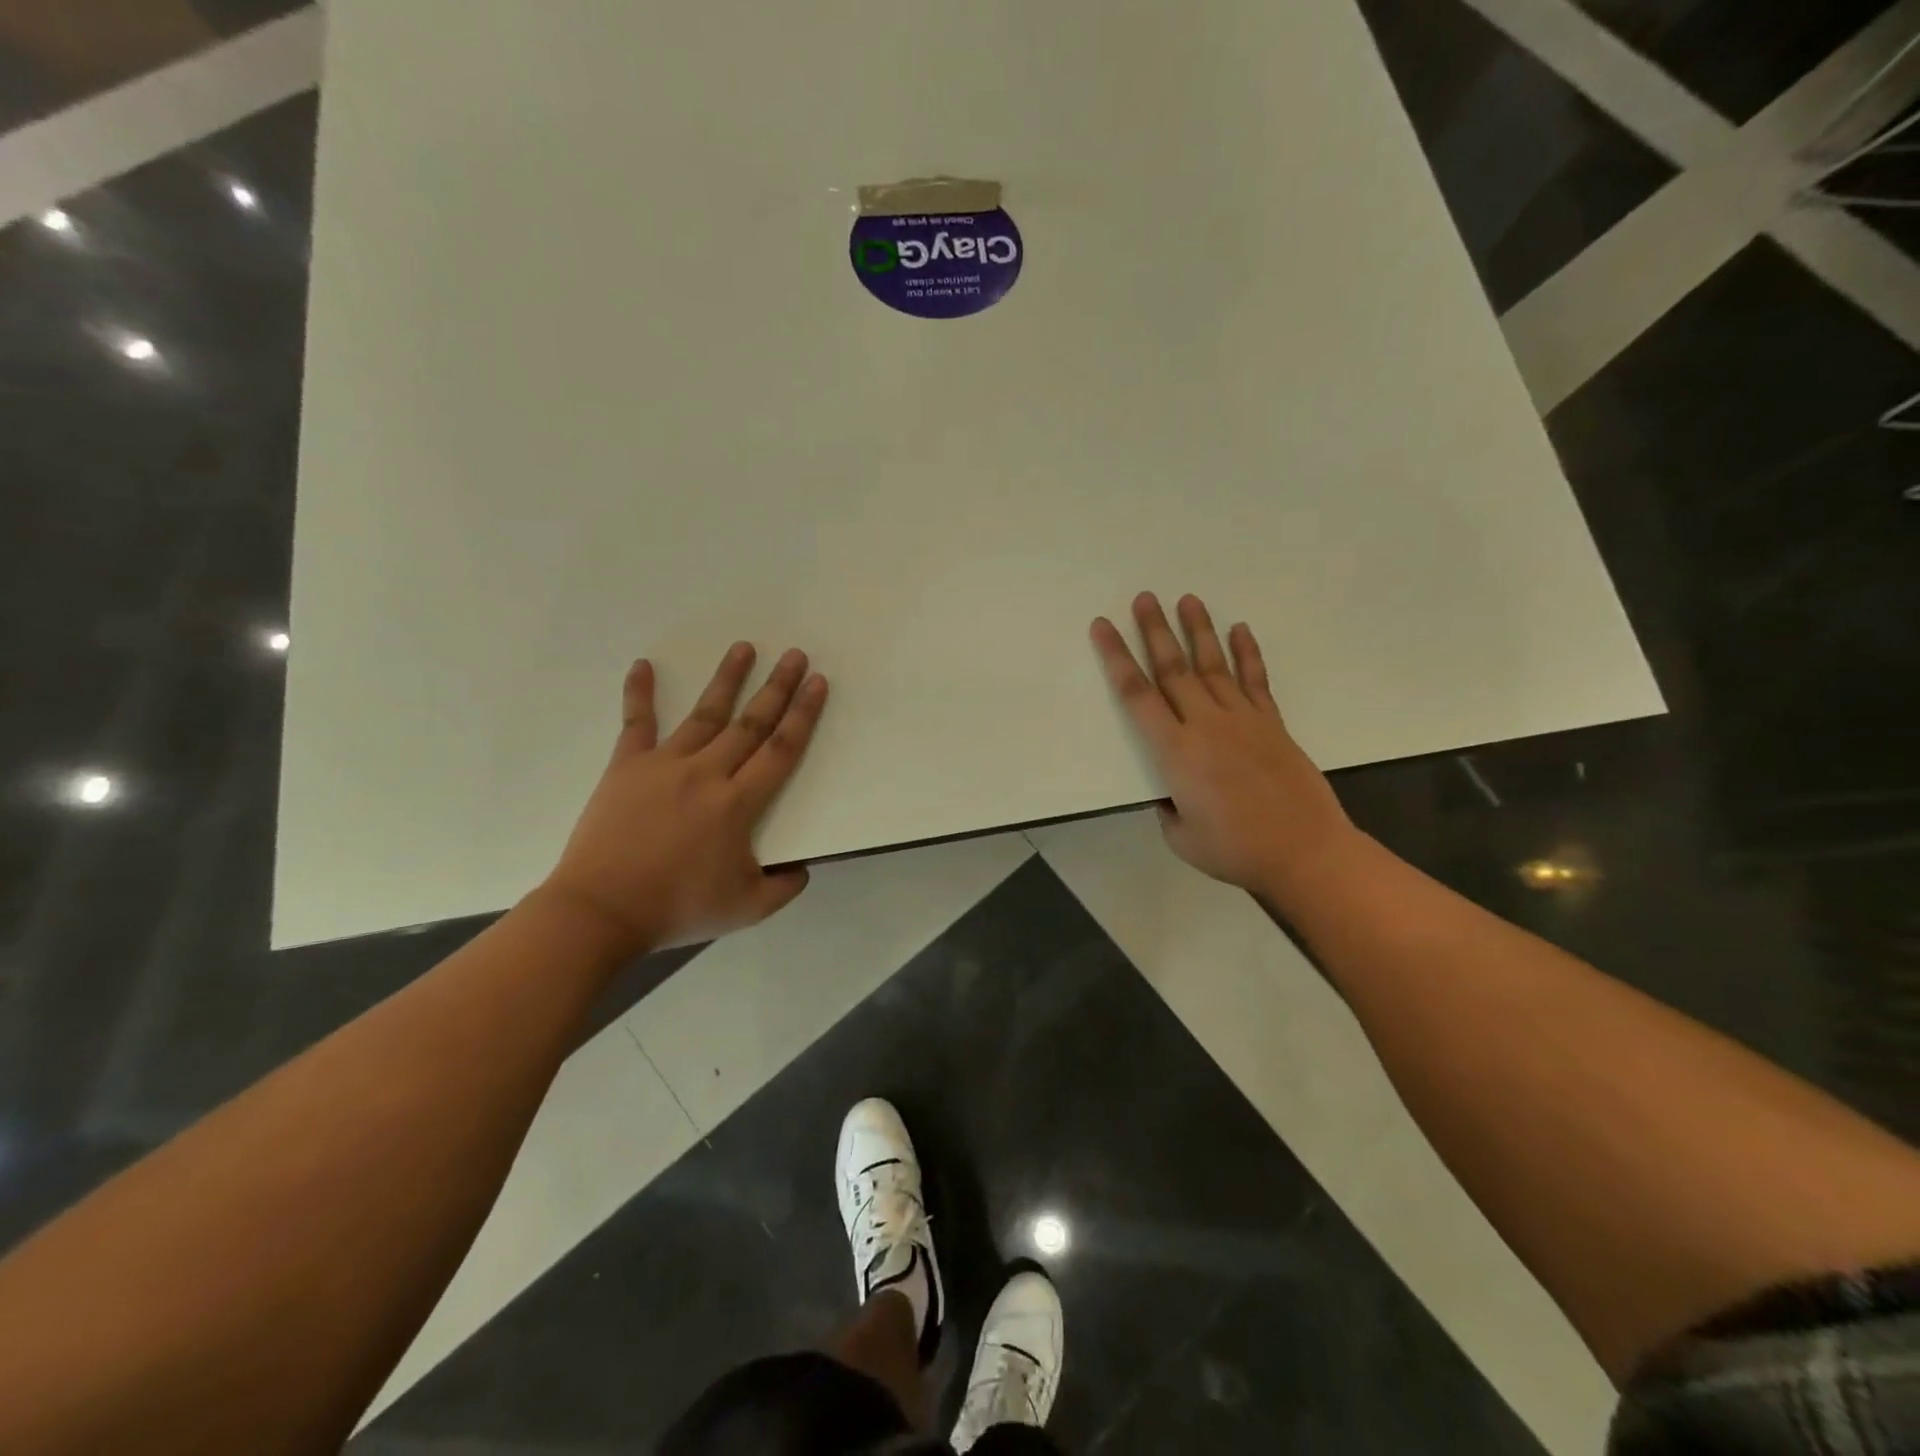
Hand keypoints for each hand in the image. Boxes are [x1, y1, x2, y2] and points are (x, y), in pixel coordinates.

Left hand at [539, 643, 826, 955]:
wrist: (600, 912)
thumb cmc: (677, 908)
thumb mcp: (747, 908)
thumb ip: (784, 887)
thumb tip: (802, 867)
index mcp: (738, 804)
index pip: (781, 750)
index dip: (803, 715)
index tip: (817, 684)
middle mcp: (706, 773)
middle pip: (750, 723)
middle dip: (777, 687)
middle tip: (795, 655)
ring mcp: (664, 765)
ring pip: (704, 714)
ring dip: (726, 680)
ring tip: (744, 648)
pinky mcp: (626, 768)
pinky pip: (635, 723)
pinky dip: (638, 693)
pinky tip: (642, 664)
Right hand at [1091, 593, 1356, 894]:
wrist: (1304, 852)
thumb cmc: (1235, 850)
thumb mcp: (1181, 837)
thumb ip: (1169, 808)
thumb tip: (1172, 793)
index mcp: (1175, 752)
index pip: (1136, 695)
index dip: (1116, 658)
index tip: (1103, 627)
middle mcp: (1205, 725)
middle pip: (1173, 668)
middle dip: (1155, 630)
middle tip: (1144, 598)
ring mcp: (1243, 720)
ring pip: (1213, 665)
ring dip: (1198, 631)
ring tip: (1187, 599)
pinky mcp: (1272, 724)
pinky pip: (1255, 681)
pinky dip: (1247, 654)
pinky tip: (1240, 630)